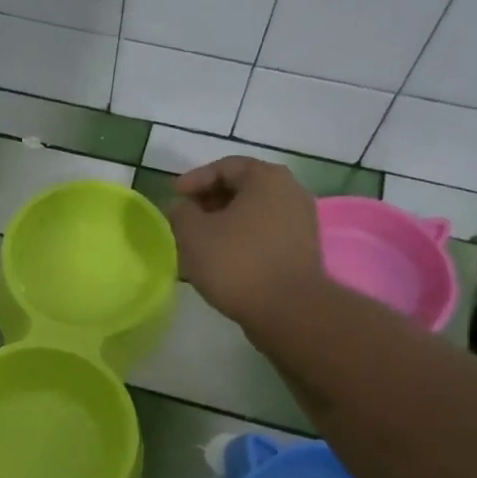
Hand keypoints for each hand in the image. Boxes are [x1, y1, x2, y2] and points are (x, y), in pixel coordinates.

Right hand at [167, 157, 323, 329]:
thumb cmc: (236, 262)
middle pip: (242, 188)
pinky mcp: (302, 250)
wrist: (288, 310)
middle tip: (184, 219)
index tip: (174, 197)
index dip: (194, 180)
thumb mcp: (193, 233)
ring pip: (253, 213)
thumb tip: (182, 208)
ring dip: (224, 223)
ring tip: (199, 242)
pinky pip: (264, 234)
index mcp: (266, 178)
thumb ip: (181, 212)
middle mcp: (290, 191)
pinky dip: (241, 239)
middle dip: (209, 202)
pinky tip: (221, 259)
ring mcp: (301, 222)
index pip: (225, 167)